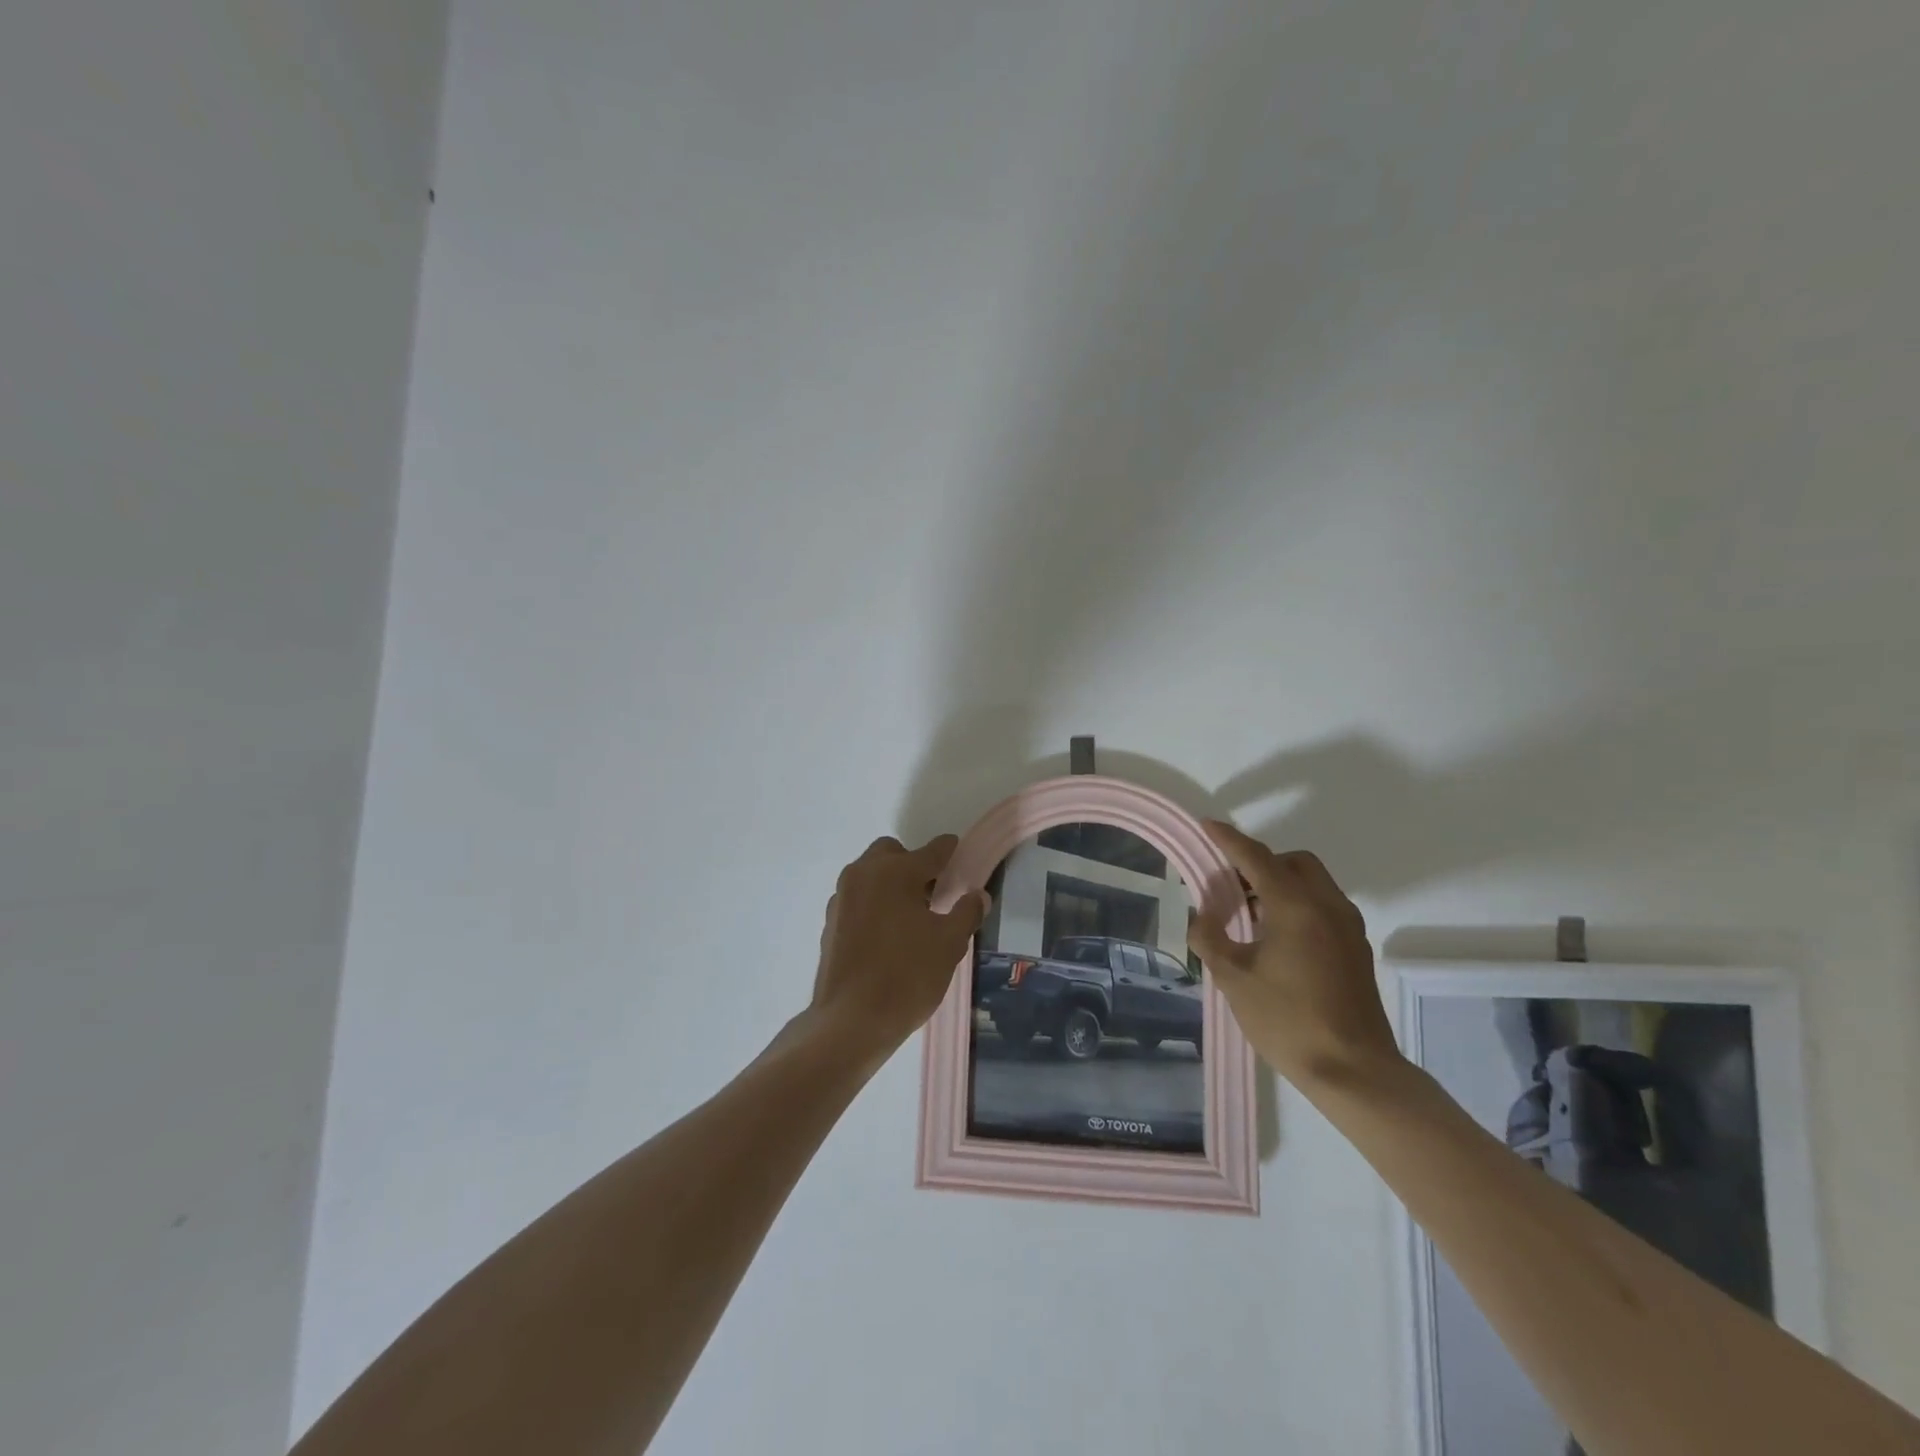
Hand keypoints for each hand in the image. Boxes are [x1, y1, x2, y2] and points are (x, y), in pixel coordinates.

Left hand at [807, 835, 988, 1060]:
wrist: (851, 1021)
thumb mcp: (949, 944)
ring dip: (890, 882)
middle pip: (892, 853)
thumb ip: (966, 913)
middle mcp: (864, 874)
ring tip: (910, 916)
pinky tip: (886, 934)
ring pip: (870, 874)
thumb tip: (978, 895)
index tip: (958, 852)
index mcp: (895, 872)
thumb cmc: (907, 976)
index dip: (949, 851)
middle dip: (913, 864)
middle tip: (932, 894)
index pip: (931, 851)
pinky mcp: (830, 921)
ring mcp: (841, 897)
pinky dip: (873, 903)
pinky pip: (857, 898)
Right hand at [1188, 821, 1402, 1093]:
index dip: (1229, 839)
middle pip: (1294, 862)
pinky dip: (1299, 904)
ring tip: (1251, 914)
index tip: (1208, 825)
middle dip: (1261, 862)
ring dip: (1281, 884)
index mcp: (1296, 906)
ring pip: (1313, 883)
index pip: (1257, 857)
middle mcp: (1327, 906)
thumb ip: (1211, 939)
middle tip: (1232, 885)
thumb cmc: (1287, 1020)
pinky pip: (1324, 906)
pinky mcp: (1356, 949)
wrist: (1354, 1071)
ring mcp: (1348, 928)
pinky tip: (1278, 938)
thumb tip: (1202, 916)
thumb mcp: (1233, 978)